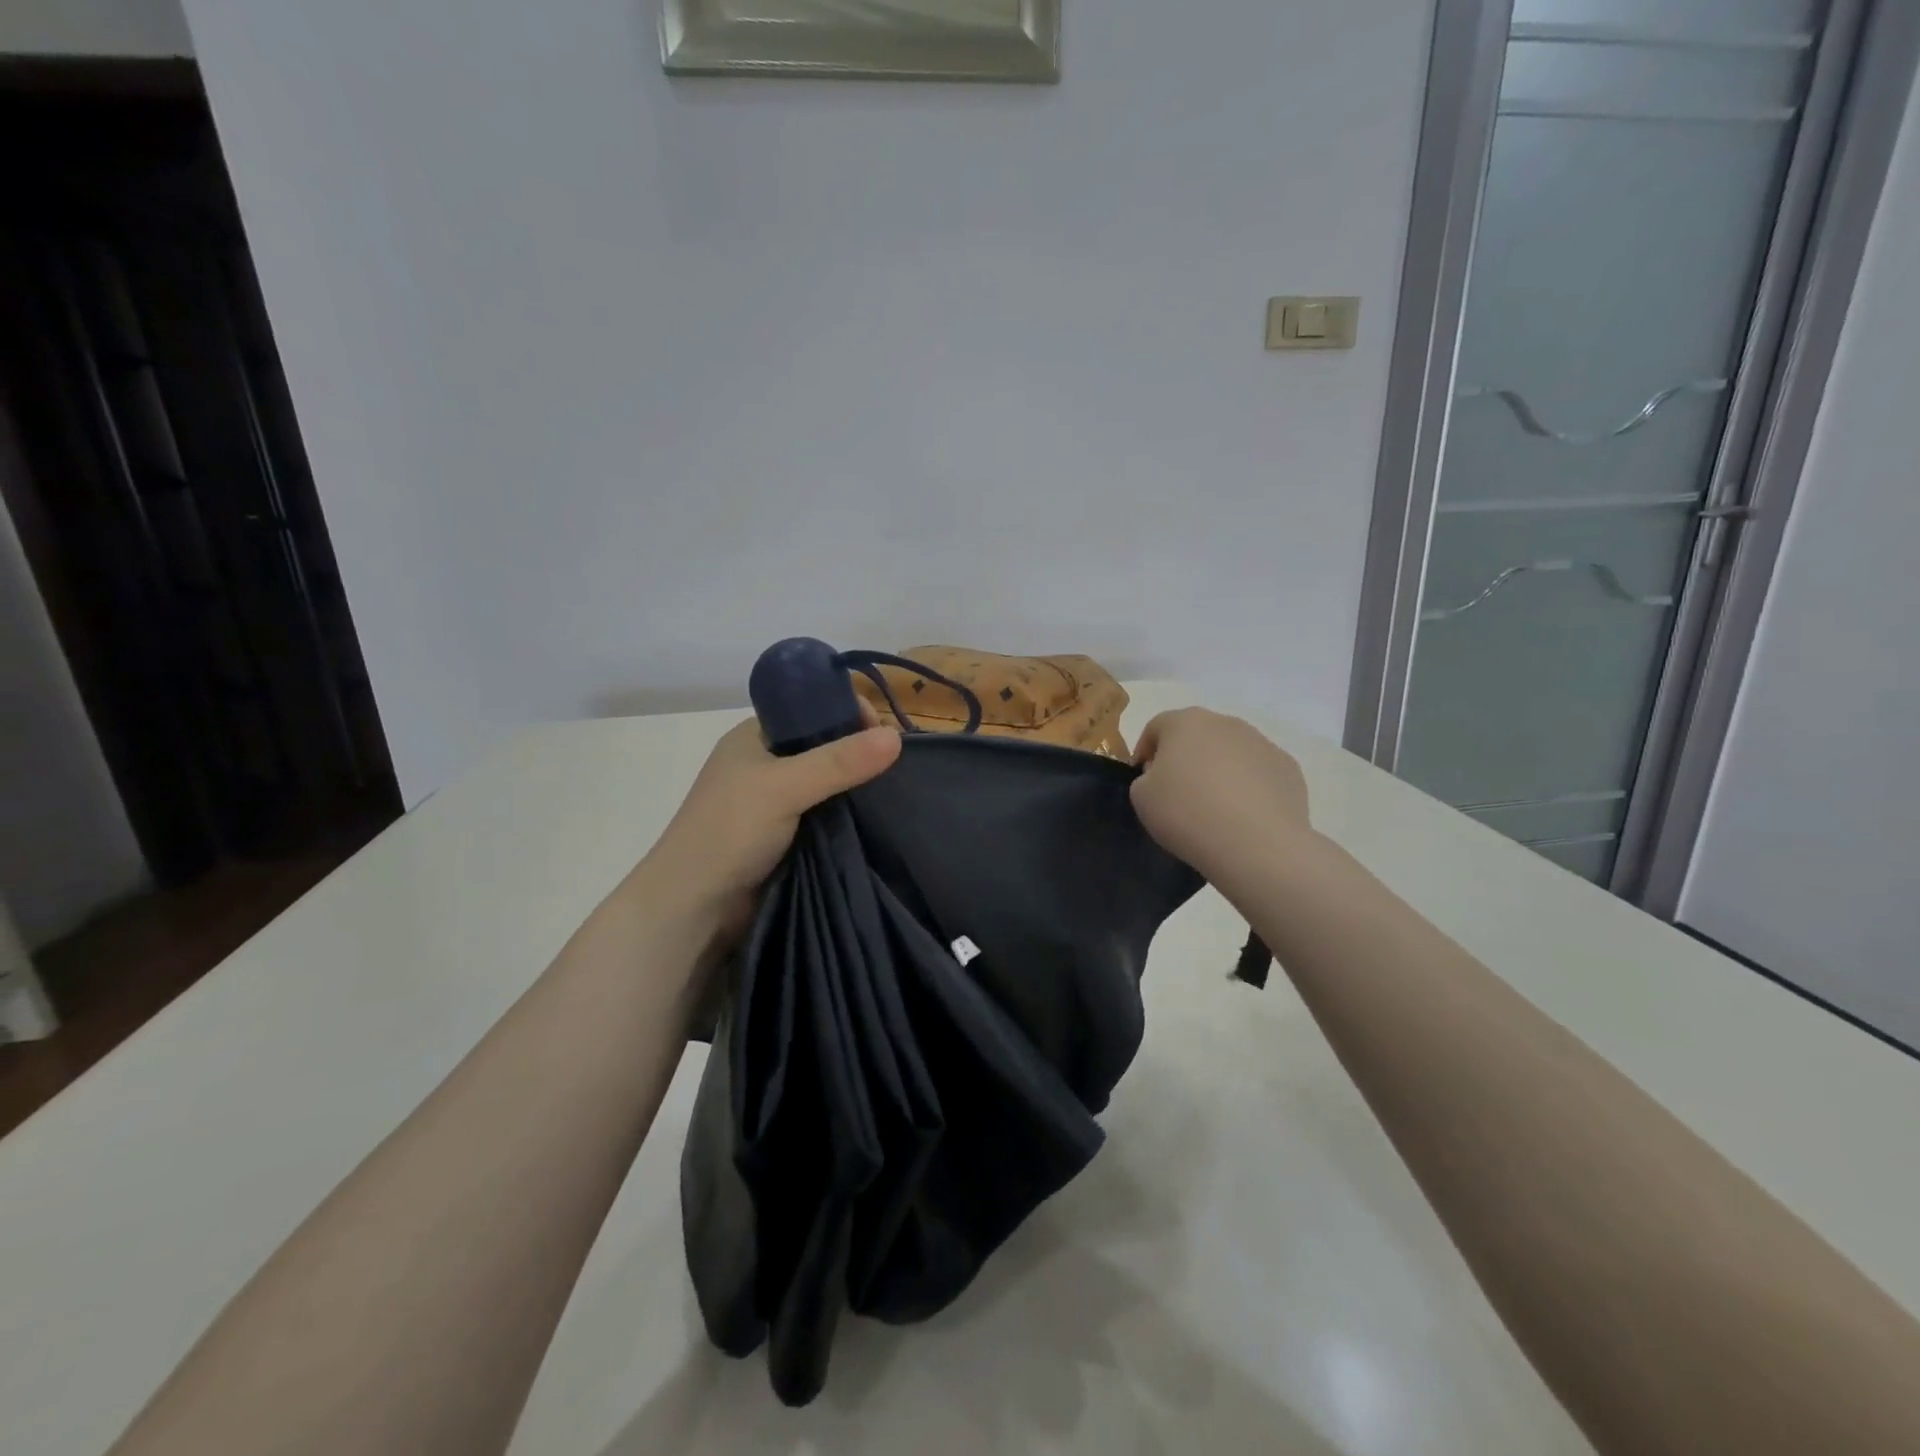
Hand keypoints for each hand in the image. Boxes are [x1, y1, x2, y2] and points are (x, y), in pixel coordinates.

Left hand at [643, 710, 901, 937]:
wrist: (693, 909)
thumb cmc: (728, 832)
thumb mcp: (784, 787)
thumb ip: (839, 762)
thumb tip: (896, 737)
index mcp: (755, 737)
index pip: (811, 709)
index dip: (848, 713)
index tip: (884, 733)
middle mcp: (766, 764)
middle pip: (825, 747)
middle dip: (860, 754)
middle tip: (899, 768)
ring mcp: (776, 803)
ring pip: (830, 785)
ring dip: (857, 790)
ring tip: (897, 795)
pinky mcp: (788, 837)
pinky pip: (828, 817)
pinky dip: (849, 818)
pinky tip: (879, 821)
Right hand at [1130, 708, 1310, 882]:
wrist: (1256, 844)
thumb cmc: (1187, 813)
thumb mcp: (1141, 797)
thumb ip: (1145, 778)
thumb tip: (1164, 777)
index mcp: (1186, 722)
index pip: (1156, 727)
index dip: (1145, 751)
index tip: (1143, 779)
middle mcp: (1226, 723)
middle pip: (1197, 735)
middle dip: (1185, 758)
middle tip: (1177, 793)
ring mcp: (1262, 743)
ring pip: (1231, 752)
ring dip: (1218, 771)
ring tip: (1214, 808)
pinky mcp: (1288, 768)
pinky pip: (1258, 773)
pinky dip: (1248, 788)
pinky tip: (1244, 816)